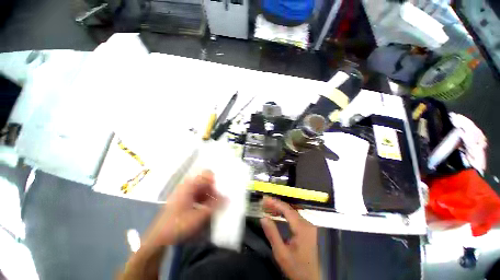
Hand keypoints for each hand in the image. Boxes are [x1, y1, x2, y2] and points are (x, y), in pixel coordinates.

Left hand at [143, 170, 221, 246]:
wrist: (159, 238)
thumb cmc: (178, 225)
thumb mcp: (199, 216)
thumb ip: (215, 206)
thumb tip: (228, 198)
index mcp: (189, 186)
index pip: (206, 174)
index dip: (216, 179)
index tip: (223, 188)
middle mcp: (187, 186)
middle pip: (205, 182)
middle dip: (214, 189)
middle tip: (221, 199)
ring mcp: (186, 193)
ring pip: (203, 189)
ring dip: (210, 195)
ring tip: (216, 205)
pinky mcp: (185, 200)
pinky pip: (199, 195)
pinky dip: (205, 200)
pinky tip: (208, 209)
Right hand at [260, 196, 319, 279]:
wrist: (311, 279)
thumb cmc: (296, 268)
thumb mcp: (281, 253)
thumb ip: (272, 234)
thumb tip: (263, 218)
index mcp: (302, 228)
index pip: (287, 209)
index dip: (275, 203)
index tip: (264, 199)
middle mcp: (307, 224)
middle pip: (290, 209)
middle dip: (276, 205)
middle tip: (264, 204)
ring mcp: (309, 226)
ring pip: (292, 212)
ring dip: (280, 209)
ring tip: (268, 208)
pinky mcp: (308, 229)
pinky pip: (295, 217)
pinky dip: (285, 214)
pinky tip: (277, 214)